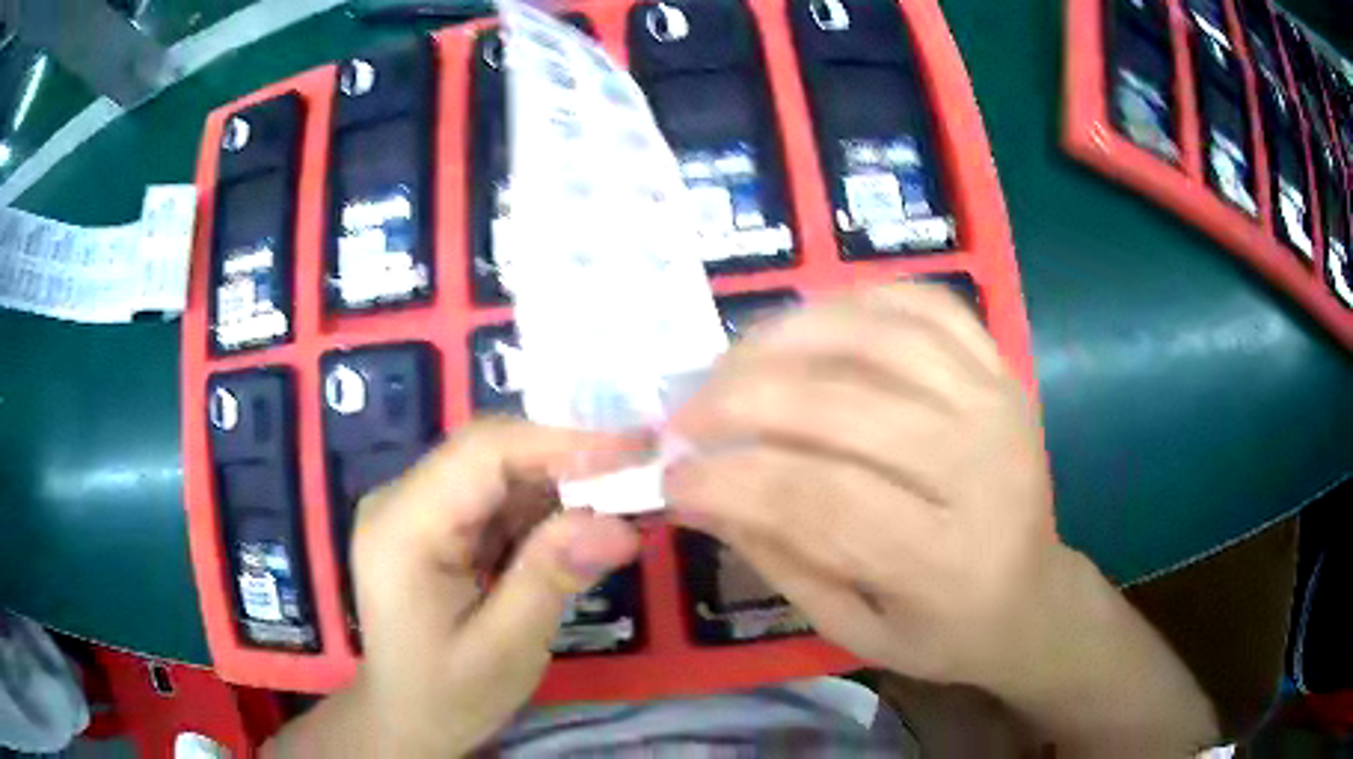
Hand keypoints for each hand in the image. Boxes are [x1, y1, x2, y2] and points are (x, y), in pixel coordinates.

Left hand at [269, 419, 644, 756]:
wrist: (407, 716)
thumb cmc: (447, 694)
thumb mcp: (505, 648)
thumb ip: (552, 578)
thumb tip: (619, 525)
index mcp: (401, 528)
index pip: (482, 453)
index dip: (561, 442)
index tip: (636, 449)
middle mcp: (400, 500)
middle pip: (490, 452)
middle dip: (570, 459)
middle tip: (645, 472)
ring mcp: (415, 506)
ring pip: (499, 469)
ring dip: (563, 482)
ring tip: (627, 497)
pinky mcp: (435, 521)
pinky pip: (496, 496)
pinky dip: (545, 506)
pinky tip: (584, 522)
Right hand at [665, 283, 1052, 687]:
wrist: (1032, 595)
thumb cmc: (942, 630)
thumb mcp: (853, 629)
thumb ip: (779, 559)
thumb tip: (698, 491)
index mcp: (947, 561)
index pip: (822, 501)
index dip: (732, 480)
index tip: (674, 474)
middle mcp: (983, 469)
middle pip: (845, 407)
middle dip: (742, 402)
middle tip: (687, 416)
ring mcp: (999, 403)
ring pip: (879, 337)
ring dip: (786, 339)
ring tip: (732, 365)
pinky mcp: (1002, 369)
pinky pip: (925, 305)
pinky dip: (856, 302)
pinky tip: (808, 327)